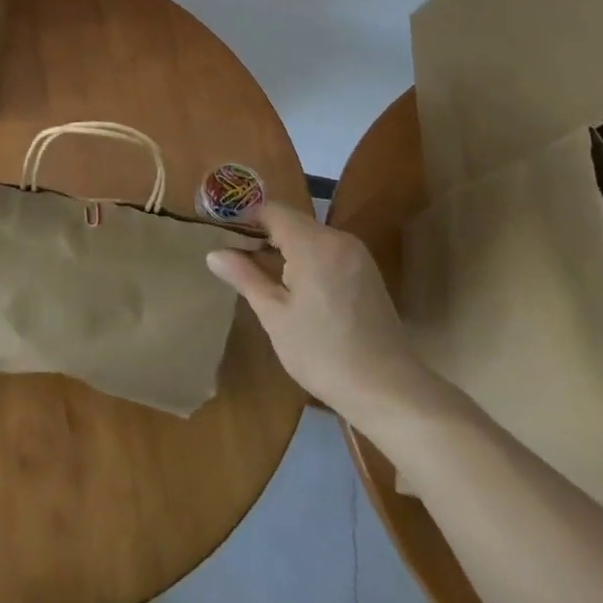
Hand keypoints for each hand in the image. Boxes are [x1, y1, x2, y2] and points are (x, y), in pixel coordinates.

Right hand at [207, 203, 430, 419]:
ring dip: (283, 248)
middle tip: (234, 257)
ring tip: (258, 274)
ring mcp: (356, 255)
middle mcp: (338, 239)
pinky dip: (305, 258)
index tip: (221, 234)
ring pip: (309, 237)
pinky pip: (327, 251)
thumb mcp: (275, 315)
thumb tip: (214, 253)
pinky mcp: (366, 273)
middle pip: (291, 221)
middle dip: (262, 235)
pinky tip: (292, 287)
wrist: (389, 392)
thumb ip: (245, 277)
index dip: (244, 218)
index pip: (271, 210)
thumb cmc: (323, 353)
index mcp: (313, 243)